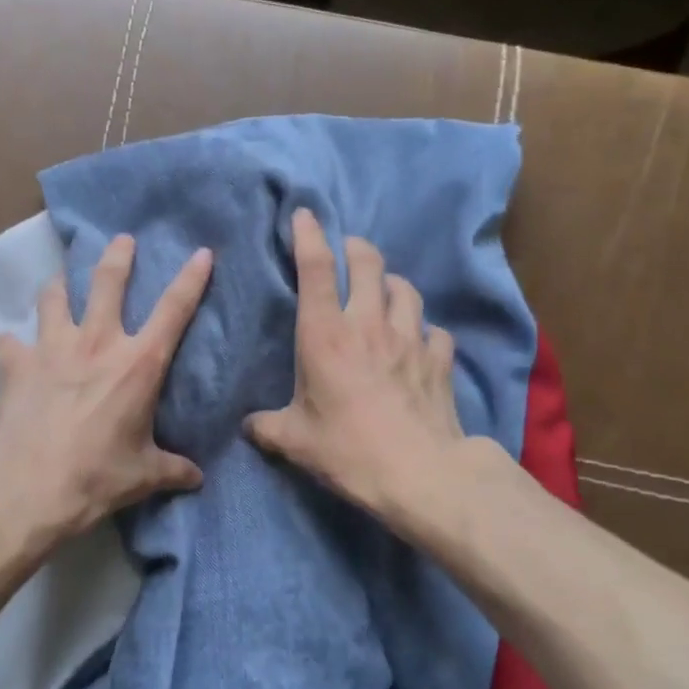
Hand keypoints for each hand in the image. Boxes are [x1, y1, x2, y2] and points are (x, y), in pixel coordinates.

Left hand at [0, 234, 212, 548]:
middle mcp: (97, 343)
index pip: (175, 310)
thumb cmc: (96, 477)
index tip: (202, 252)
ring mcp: (52, 348)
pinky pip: (8, 341)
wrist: (27, 486)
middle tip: (121, 240)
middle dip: (117, 256)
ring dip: (58, 286)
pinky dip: (9, 342)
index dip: (191, 278)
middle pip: (108, 282)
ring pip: (54, 297)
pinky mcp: (16, 363)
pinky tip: (7, 346)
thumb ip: (172, 469)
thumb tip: (197, 478)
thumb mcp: (143, 475)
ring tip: (58, 281)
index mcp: (138, 364)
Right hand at [246, 208, 467, 520]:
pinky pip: (435, 331)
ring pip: (406, 290)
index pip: (316, 269)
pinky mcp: (439, 360)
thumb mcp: (294, 441)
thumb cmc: (347, 450)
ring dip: (392, 284)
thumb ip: (267, 427)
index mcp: (325, 335)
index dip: (309, 235)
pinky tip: (420, 342)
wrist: (419, 473)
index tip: (305, 215)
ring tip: (385, 291)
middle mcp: (369, 324)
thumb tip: (249, 426)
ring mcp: (410, 339)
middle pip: (368, 263)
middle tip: (349, 251)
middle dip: (357, 248)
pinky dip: (426, 330)